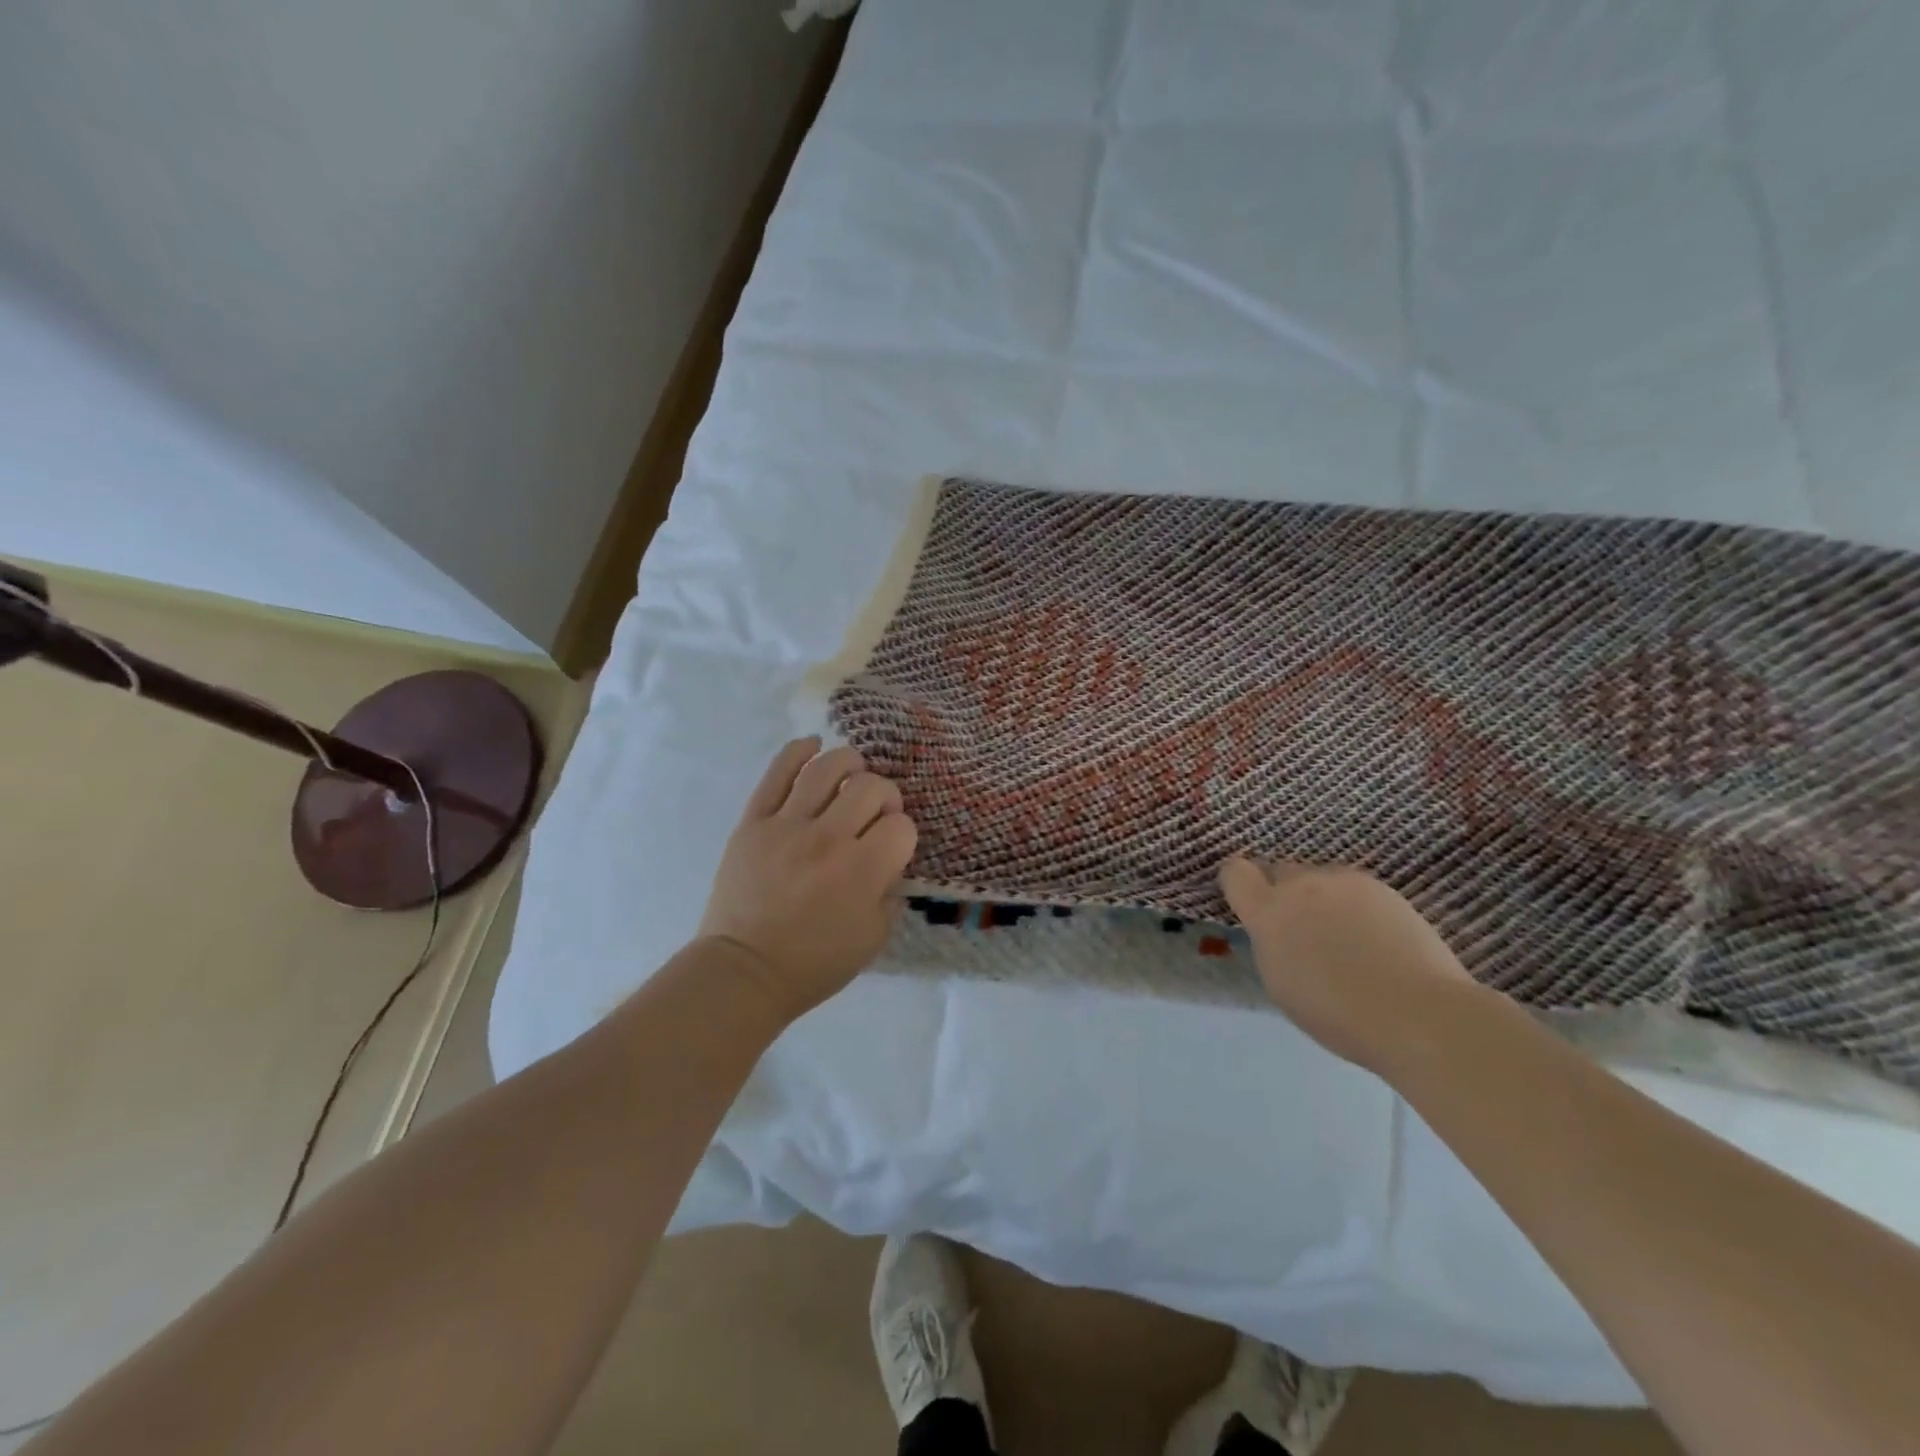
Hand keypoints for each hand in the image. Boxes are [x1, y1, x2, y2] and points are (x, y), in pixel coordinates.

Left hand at [698, 738, 917, 1023]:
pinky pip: (776, 773)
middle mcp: (828, 838)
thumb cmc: (814, 963)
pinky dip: (798, 751)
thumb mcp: (874, 938)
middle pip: (870, 787)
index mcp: (862, 870)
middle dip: (884, 794)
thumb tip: (889, 857)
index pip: (900, 824)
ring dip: (849, 762)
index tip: (891, 845)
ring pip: (826, 768)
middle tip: (875, 811)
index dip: (902, 832)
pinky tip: (813, 745)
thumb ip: (891, 892)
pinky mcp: (753, 821)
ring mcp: (786, 825)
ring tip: (852, 771)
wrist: (745, 971)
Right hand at [1219, 857, 1474, 1071]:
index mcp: (1268, 912)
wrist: (1417, 1013)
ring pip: (1320, 878)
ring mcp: (1344, 882)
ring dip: (1321, 897)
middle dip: (1284, 892)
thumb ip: (1271, 944)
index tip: (1249, 905)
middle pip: (1280, 870)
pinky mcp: (1382, 887)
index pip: (1235, 872)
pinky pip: (1355, 888)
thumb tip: (1278, 931)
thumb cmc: (1338, 1014)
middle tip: (1301, 928)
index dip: (1239, 884)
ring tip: (1345, 936)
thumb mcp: (1281, 983)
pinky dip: (1356, 906)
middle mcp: (1302, 885)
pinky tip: (1376, 939)